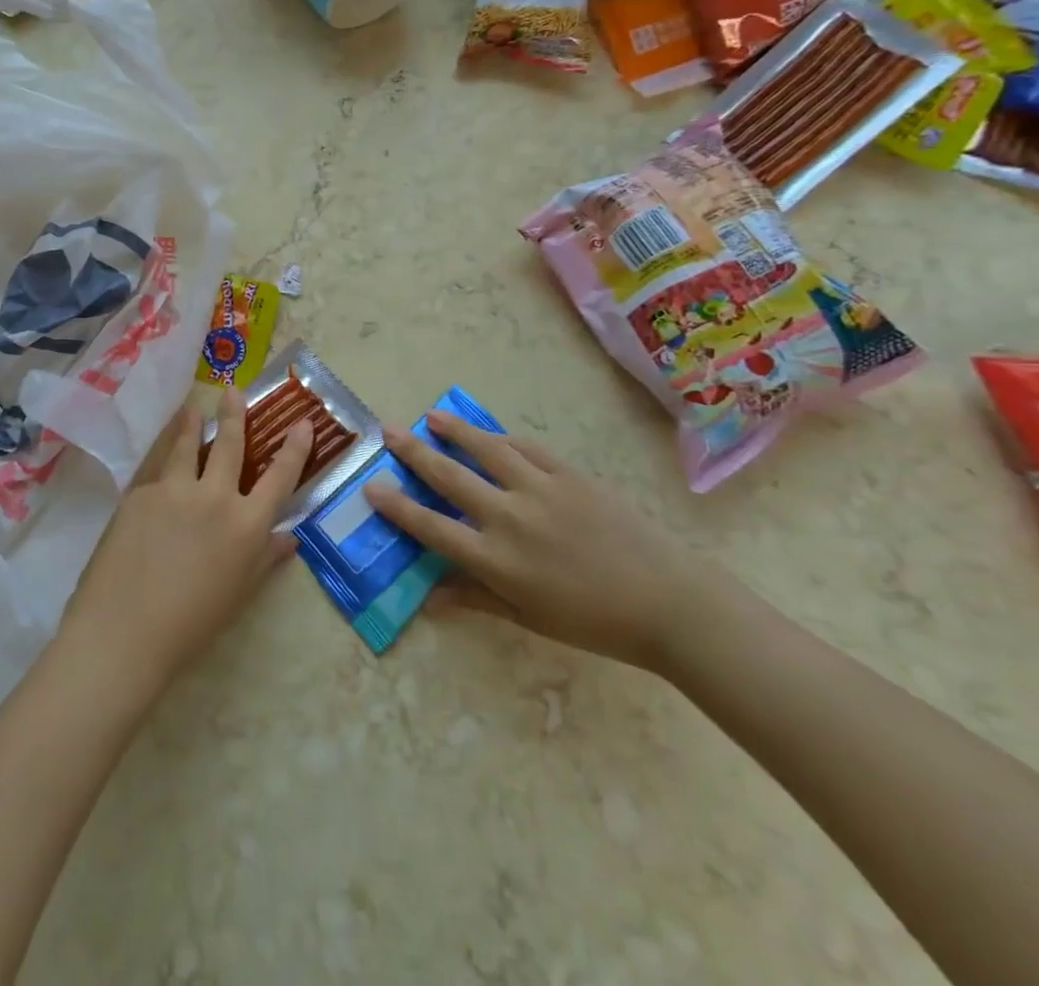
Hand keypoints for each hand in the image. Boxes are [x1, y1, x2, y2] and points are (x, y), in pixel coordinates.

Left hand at [60, 390, 312, 696]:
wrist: (126, 630)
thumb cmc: (192, 624)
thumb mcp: (239, 593)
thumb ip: (264, 559)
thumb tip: (290, 539)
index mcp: (247, 524)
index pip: (280, 477)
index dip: (295, 448)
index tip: (303, 422)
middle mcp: (215, 496)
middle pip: (230, 445)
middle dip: (235, 415)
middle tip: (233, 390)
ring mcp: (175, 490)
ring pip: (187, 446)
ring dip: (192, 424)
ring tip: (193, 407)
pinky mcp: (140, 493)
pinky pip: (158, 470)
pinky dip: (164, 460)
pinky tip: (160, 461)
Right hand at [363, 412, 733, 670]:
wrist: (667, 601)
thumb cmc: (594, 622)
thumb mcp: (529, 619)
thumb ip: (476, 600)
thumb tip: (429, 601)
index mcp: (495, 559)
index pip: (431, 526)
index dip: (397, 506)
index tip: (372, 486)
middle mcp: (509, 516)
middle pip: (449, 476)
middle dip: (414, 452)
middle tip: (389, 432)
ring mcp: (540, 489)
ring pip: (486, 449)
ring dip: (455, 431)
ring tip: (432, 417)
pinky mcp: (569, 475)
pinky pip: (527, 449)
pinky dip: (503, 439)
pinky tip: (490, 434)